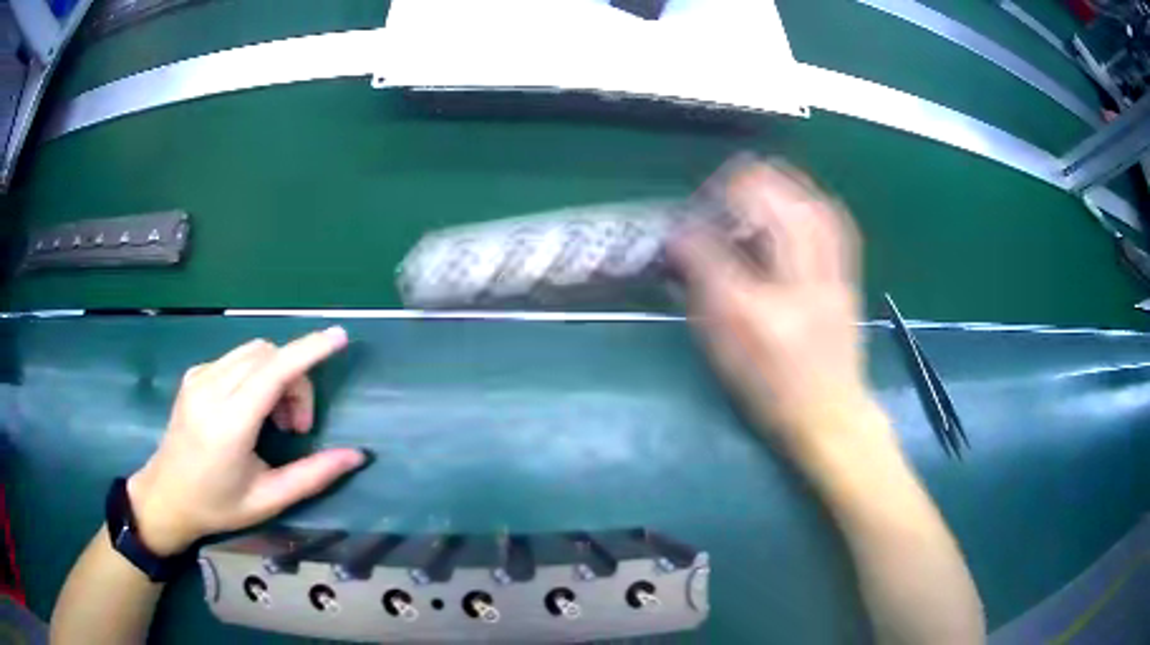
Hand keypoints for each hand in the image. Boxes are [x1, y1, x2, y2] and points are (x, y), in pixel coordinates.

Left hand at [127, 328, 365, 555]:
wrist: (166, 496)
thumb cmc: (218, 506)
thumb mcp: (268, 500)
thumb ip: (313, 476)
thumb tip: (357, 456)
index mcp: (228, 424)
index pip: (273, 371)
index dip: (309, 351)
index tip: (339, 337)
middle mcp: (210, 390)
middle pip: (268, 356)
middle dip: (296, 379)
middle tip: (298, 427)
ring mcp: (198, 377)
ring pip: (253, 353)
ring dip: (277, 375)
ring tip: (277, 420)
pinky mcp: (194, 374)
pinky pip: (236, 359)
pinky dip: (257, 374)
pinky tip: (253, 408)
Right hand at [671, 160, 881, 456]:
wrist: (831, 415)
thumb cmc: (772, 390)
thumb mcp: (725, 347)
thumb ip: (701, 289)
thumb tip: (679, 242)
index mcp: (762, 314)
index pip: (724, 251)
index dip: (701, 226)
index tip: (691, 217)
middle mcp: (803, 289)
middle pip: (784, 214)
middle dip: (752, 185)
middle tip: (727, 183)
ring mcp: (833, 280)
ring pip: (815, 211)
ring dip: (785, 185)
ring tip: (760, 180)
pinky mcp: (846, 279)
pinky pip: (833, 225)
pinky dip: (810, 202)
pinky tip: (797, 200)